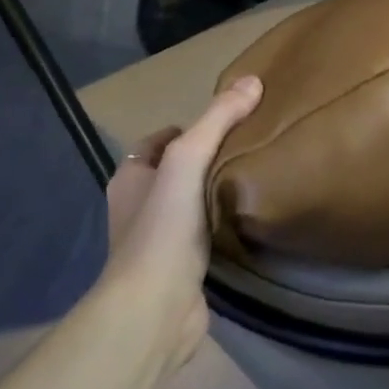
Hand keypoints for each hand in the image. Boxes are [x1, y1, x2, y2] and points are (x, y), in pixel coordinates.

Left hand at [101, 75, 262, 367]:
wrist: (155, 307)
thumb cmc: (163, 228)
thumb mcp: (188, 160)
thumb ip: (218, 121)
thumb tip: (252, 80)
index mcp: (131, 178)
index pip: (157, 142)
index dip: (187, 128)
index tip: (227, 124)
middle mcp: (139, 207)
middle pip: (176, 172)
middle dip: (207, 160)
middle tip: (250, 148)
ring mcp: (159, 241)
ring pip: (191, 206)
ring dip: (216, 195)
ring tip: (257, 180)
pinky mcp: (181, 269)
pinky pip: (204, 237)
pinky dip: (223, 227)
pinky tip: (251, 221)